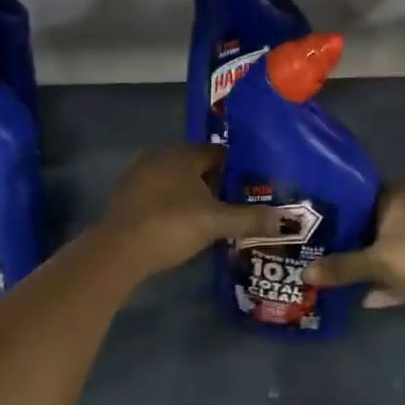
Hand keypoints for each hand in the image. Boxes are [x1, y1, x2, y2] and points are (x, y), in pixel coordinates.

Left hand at [94, 144, 282, 278]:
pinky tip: (185, 226)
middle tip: (240, 202)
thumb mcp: (216, 223)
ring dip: (195, 195)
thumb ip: (250, 218)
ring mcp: (138, 177)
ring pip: (177, 182)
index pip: (218, 152)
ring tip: (216, 216)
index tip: (256, 183)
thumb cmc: (170, 226)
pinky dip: (175, 206)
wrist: (116, 252)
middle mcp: (159, 157)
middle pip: (197, 166)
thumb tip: (287, 218)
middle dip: (217, 182)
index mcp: (182, 154)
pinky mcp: (125, 199)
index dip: (239, 167)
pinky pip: (160, 196)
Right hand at [307, 187, 404, 332]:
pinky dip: (384, 283)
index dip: (341, 200)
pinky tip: (360, 297)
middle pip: (373, 221)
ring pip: (387, 249)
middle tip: (317, 242)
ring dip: (367, 261)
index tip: (316, 211)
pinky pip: (399, 273)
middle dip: (350, 235)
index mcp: (399, 198)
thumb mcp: (374, 262)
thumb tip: (304, 274)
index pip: (363, 190)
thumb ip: (341, 267)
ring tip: (333, 269)